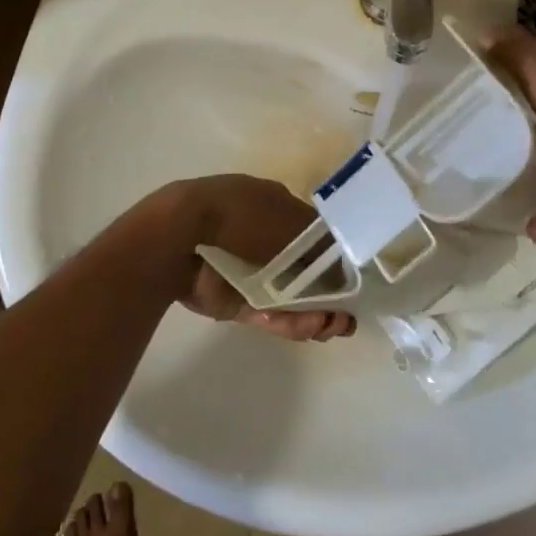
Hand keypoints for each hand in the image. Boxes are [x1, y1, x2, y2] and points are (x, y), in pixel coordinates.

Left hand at [171, 175, 356, 342]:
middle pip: (303, 272)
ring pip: (288, 298)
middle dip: (327, 296)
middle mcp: (264, 239)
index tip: (351, 282)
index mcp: (275, 208)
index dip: (334, 260)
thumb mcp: (292, 221)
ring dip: (313, 314)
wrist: (184, 235)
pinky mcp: (232, 301)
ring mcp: (247, 272)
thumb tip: (342, 263)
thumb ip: (321, 243)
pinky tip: (311, 327)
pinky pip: (266, 314)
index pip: (313, 237)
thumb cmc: (244, 216)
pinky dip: (288, 321)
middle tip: (345, 316)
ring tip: (335, 327)